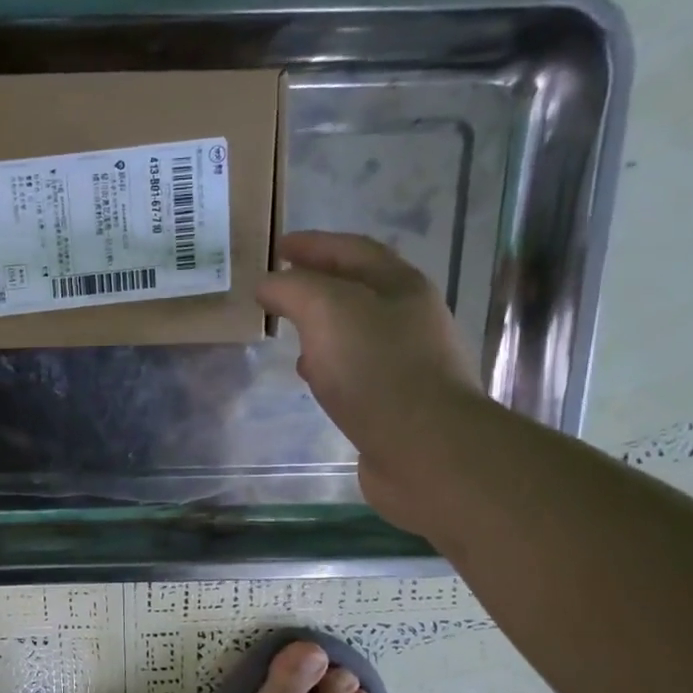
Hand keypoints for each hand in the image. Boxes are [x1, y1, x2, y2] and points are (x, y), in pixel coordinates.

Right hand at [257, 232, 483, 530]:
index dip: (314, 243)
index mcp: (399, 285)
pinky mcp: (397, 399)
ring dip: (322, 325)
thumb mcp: (327, 311)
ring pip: (356, 329)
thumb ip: (293, 289)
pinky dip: (329, 362)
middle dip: (318, 283)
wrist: (425, 448)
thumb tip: (267, 284)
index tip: (277, 247)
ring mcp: (407, 359)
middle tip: (279, 288)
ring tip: (289, 331)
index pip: (352, 249)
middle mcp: (409, 316)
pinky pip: (356, 368)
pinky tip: (313, 376)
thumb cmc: (376, 370)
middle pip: (359, 287)